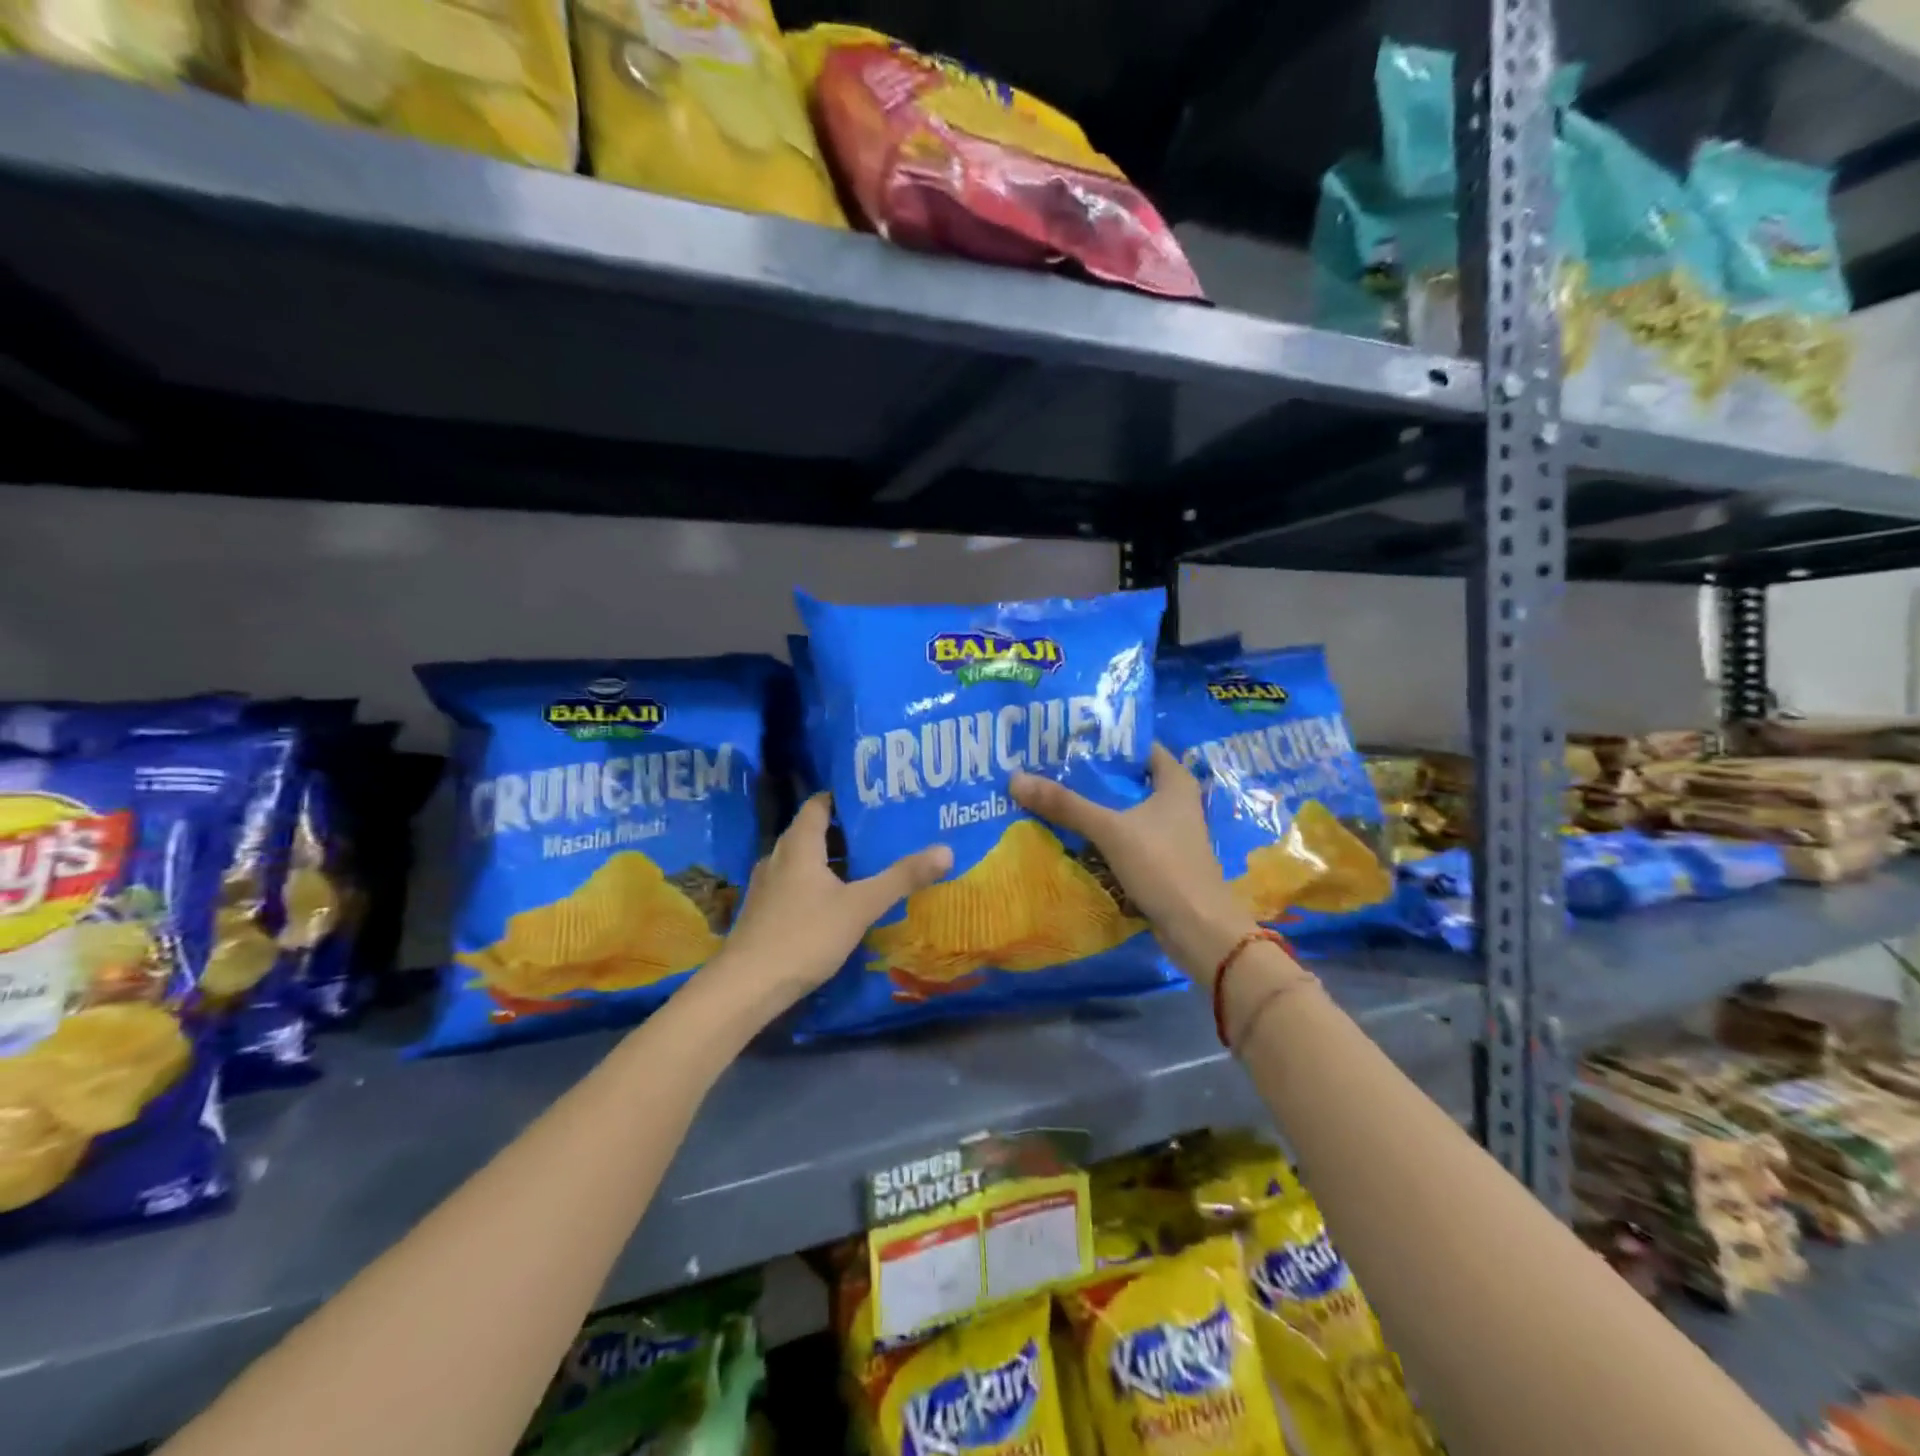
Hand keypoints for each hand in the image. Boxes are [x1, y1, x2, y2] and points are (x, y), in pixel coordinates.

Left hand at [707, 793, 951, 1014]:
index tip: (873, 798)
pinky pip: (795, 885)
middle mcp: (778, 857)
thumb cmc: (804, 936)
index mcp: (798, 845)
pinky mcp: (764, 912)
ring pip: (803, 861)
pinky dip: (817, 884)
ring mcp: (767, 887)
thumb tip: (945, 850)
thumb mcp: (860, 906)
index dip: (842, 797)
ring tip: (866, 865)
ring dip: (831, 861)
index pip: (818, 804)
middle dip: (844, 831)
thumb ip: (901, 878)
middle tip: (880, 832)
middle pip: (812, 832)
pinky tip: (837, 902)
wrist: (746, 987)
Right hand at [1011, 744, 1256, 985]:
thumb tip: (1015, 779)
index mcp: (1175, 781)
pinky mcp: (1158, 860)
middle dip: (1090, 775)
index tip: (1068, 737)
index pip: (1138, 745)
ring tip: (1050, 795)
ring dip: (1093, 807)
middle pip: (1126, 779)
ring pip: (1122, 810)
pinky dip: (1100, 835)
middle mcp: (1174, 802)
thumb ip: (1066, 805)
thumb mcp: (1111, 830)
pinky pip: (1122, 838)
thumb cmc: (1164, 866)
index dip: (1106, 739)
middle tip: (1049, 765)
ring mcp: (1167, 833)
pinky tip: (1069, 834)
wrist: (1198, 929)